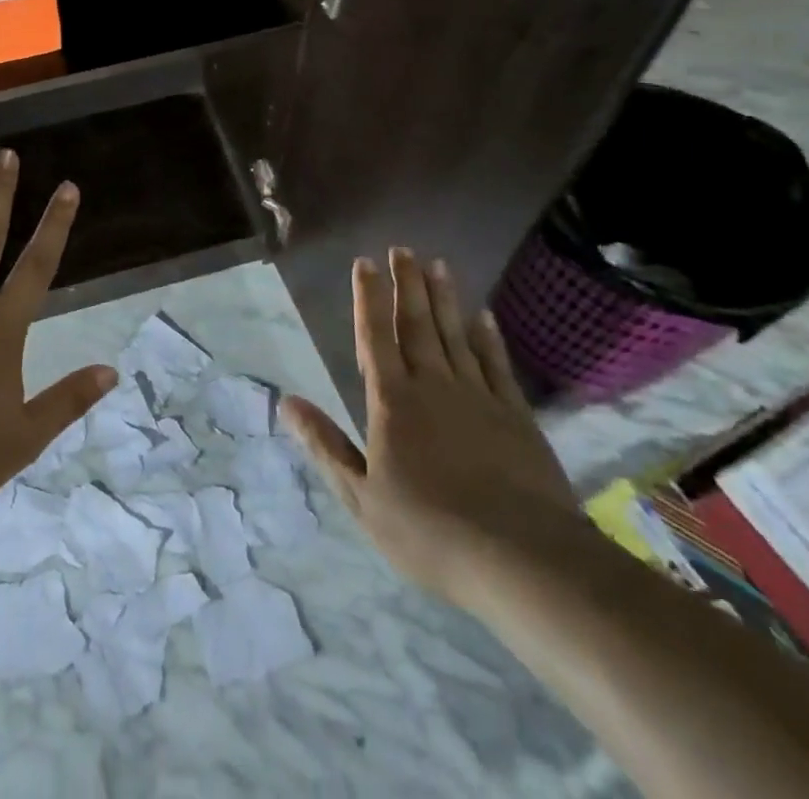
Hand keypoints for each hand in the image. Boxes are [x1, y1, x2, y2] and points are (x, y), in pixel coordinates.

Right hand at [283, 249, 586, 607]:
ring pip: (455, 334)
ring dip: (444, 298)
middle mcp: (433, 386)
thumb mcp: (363, 498)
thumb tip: (286, 402)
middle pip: (416, 324)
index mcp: (393, 402)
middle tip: (402, 249)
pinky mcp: (515, 415)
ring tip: (437, 264)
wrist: (522, 558)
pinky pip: (495, 363)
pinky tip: (482, 315)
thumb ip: (326, 446)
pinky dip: (487, 336)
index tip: (363, 263)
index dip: (367, 298)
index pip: (374, 337)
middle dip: (406, 284)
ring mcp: (478, 397)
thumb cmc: (430, 531)